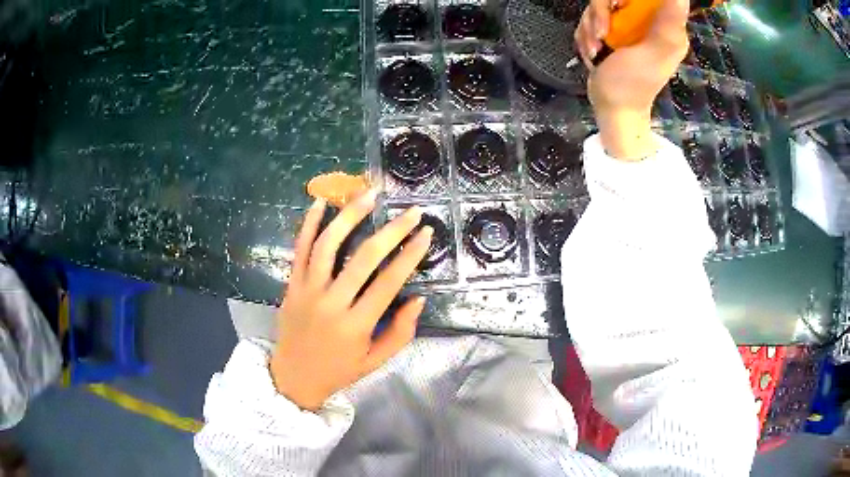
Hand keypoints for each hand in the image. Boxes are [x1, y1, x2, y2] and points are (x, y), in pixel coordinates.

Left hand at [270, 192, 431, 410]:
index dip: (410, 255)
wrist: (294, 377)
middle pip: (363, 258)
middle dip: (391, 231)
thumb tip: (418, 299)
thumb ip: (401, 332)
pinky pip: (299, 249)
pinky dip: (309, 224)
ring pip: (328, 245)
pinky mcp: (291, 285)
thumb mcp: (376, 361)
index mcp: (356, 325)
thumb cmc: (339, 370)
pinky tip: (321, 202)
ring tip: (369, 194)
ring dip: (349, 216)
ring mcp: (307, 291)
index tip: (426, 233)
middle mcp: (331, 303)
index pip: (388, 282)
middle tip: (411, 212)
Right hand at [574, 0, 689, 159]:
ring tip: (596, 50)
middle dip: (600, 13)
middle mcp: (649, 22)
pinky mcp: (613, 31)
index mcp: (667, 26)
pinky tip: (593, 52)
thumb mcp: (653, 52)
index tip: (617, 7)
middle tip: (601, 34)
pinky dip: (587, 34)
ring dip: (591, 27)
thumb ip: (668, 24)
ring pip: (601, 6)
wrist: (612, 108)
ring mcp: (629, 26)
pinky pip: (592, 17)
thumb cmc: (633, 84)